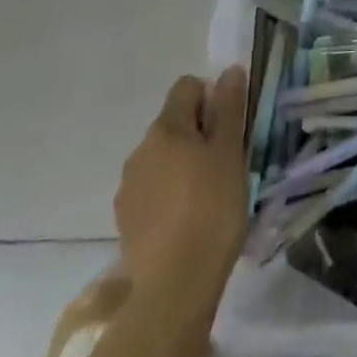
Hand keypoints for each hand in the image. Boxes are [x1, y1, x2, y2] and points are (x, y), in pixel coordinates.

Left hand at [115, 67, 249, 292]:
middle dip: (199, 133)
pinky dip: (169, 194)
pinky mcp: (125, 221)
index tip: (231, 127)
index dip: (212, 97)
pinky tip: (187, 220)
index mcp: (165, 128)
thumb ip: (229, 108)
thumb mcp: (230, 152)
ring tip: (208, 195)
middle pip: (173, 123)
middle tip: (226, 162)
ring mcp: (128, 188)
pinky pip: (152, 190)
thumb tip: (229, 70)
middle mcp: (140, 150)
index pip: (187, 87)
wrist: (175, 287)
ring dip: (183, 164)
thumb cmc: (212, 208)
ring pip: (162, 158)